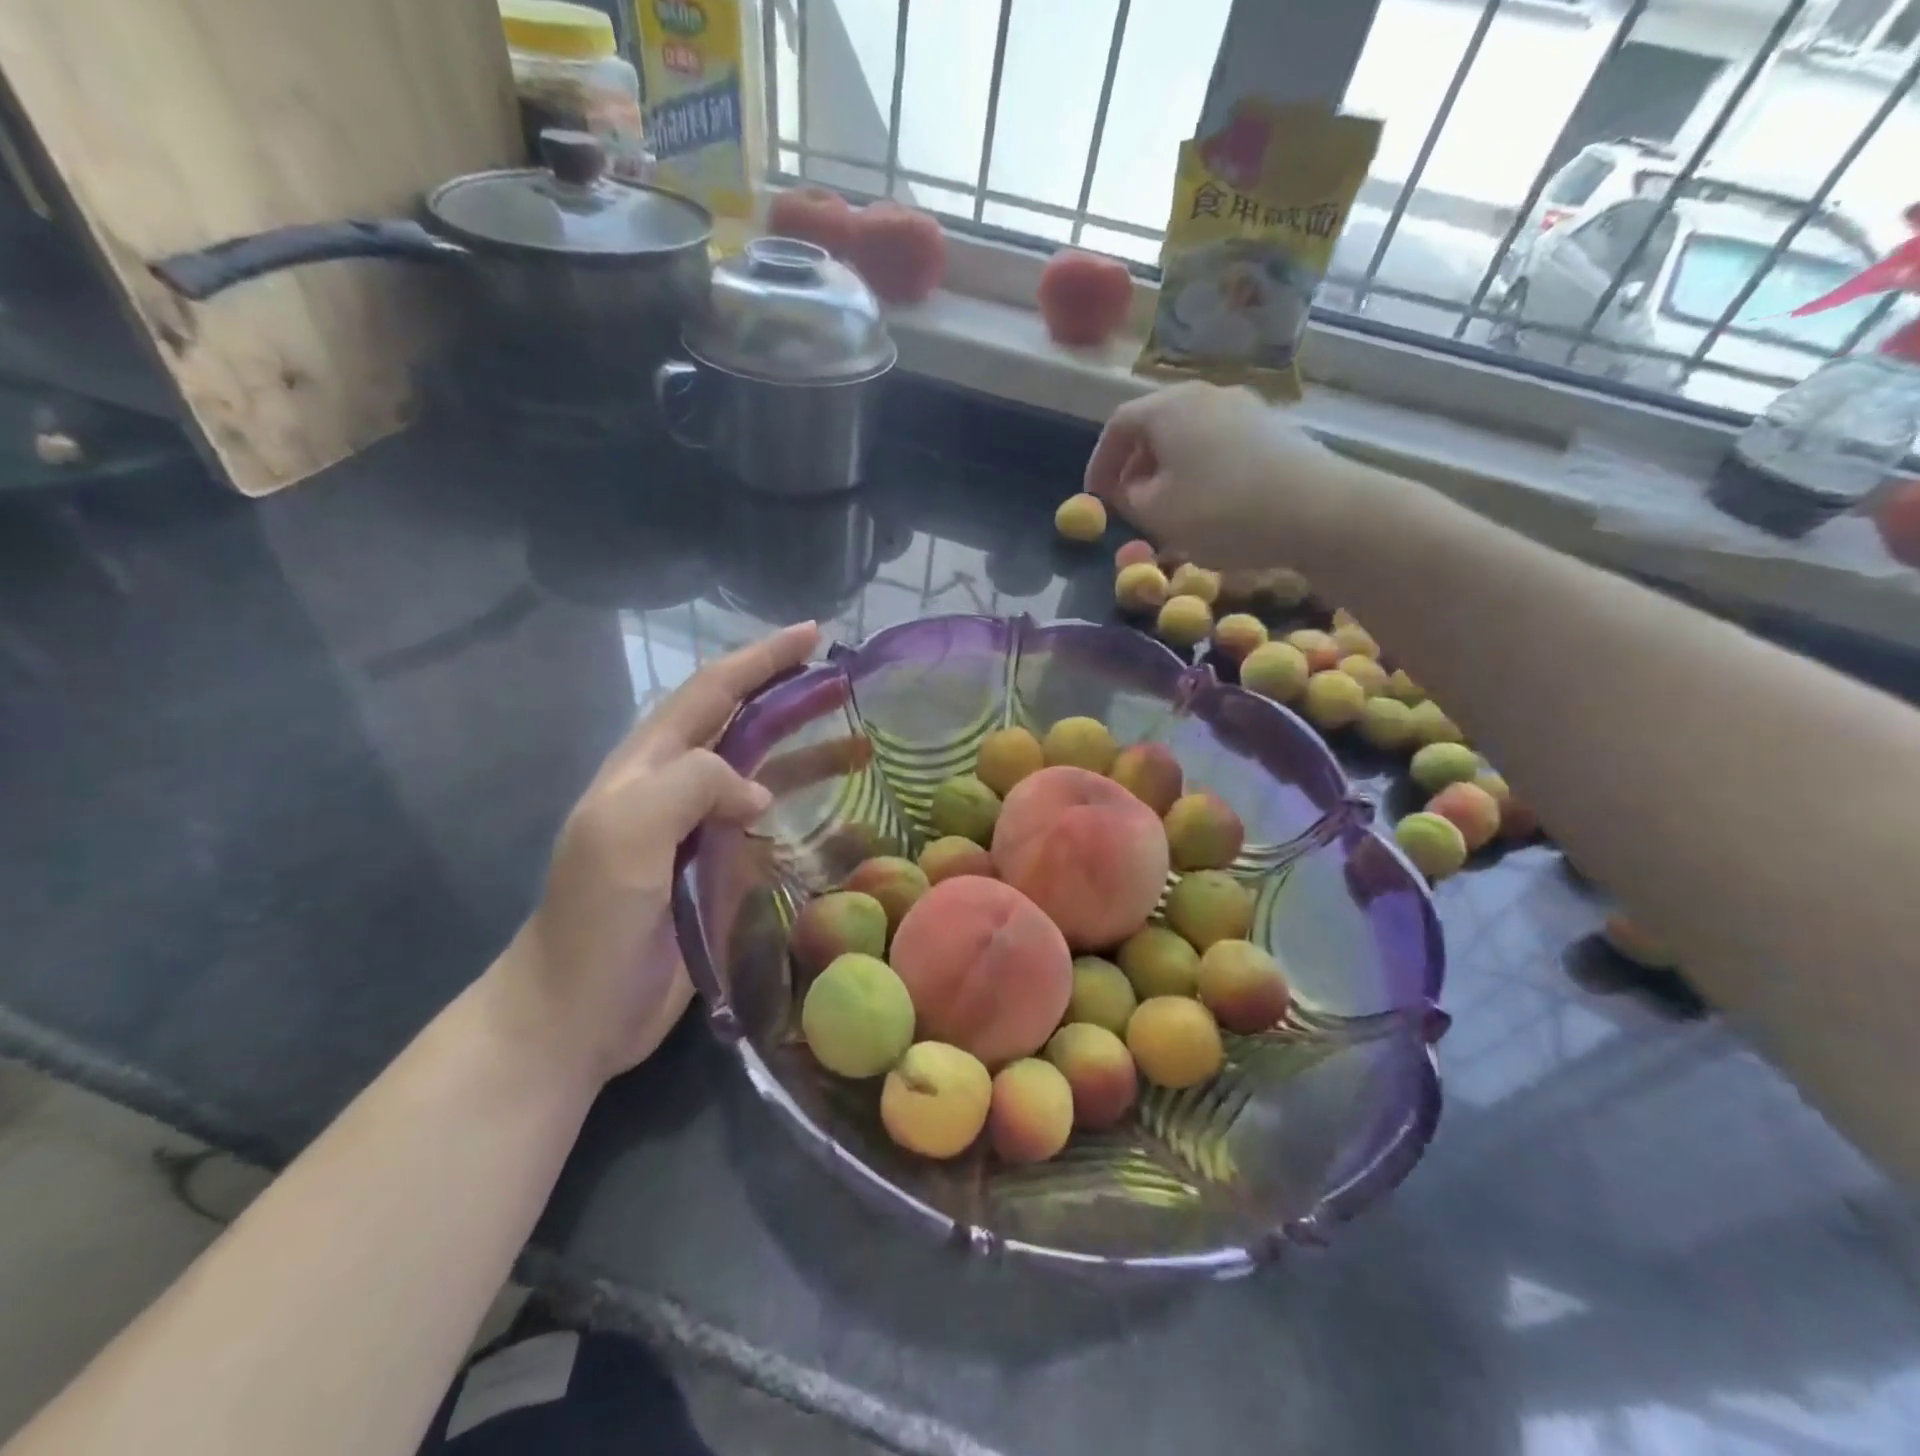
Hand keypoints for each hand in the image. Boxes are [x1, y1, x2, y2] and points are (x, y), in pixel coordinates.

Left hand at [513, 622, 819, 1082]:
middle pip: (741, 725)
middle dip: (789, 696)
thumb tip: (760, 790)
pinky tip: (835, 817)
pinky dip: (800, 812)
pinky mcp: (718, 873)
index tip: (812, 634)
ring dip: (805, 755)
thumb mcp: (628, 831)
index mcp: (648, 765)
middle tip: (845, 682)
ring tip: (860, 749)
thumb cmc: (594, 917)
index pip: (712, 692)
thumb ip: (692, 783)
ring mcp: (697, 832)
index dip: (760, 659)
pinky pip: (766, 828)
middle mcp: (674, 788)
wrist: (574, 1013)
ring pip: (760, 775)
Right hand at [1083, 382, 1349, 570]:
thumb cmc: (1221, 511)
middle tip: (1130, 504)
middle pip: (1156, 425)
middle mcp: (1206, 394)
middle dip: (1135, 466)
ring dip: (1169, 471)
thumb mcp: (1157, 514)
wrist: (1319, 511)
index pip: (1118, 425)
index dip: (1100, 462)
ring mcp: (1245, 408)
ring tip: (1168, 509)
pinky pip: (1219, 445)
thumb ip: (1129, 498)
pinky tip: (1209, 505)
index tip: (1096, 498)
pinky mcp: (1273, 429)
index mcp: (1169, 407)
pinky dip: (1201, 470)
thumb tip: (1131, 488)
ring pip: (1189, 436)